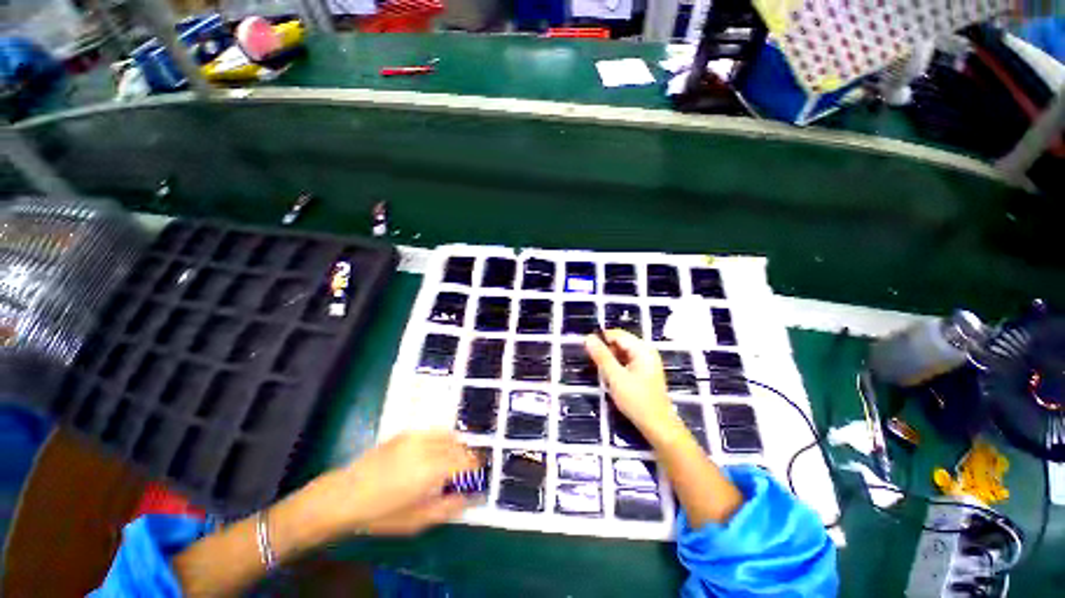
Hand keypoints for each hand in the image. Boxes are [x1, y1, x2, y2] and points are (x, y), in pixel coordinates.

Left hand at [301, 431, 479, 537]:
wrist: (345, 495)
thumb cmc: (381, 514)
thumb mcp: (417, 520)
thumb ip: (448, 507)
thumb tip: (471, 496)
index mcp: (433, 469)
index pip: (467, 461)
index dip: (476, 468)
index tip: (477, 477)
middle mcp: (429, 447)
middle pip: (460, 446)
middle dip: (467, 458)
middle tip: (463, 474)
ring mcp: (417, 436)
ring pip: (449, 436)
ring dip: (456, 447)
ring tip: (449, 463)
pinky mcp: (407, 432)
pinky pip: (434, 432)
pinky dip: (442, 439)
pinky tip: (434, 453)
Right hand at [585, 329, 678, 437]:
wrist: (658, 426)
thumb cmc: (637, 401)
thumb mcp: (615, 377)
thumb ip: (601, 356)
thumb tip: (588, 338)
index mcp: (642, 349)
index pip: (617, 334)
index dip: (601, 339)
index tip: (587, 350)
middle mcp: (646, 352)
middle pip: (620, 343)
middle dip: (606, 352)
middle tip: (596, 367)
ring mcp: (646, 362)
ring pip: (621, 353)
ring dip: (610, 361)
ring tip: (605, 376)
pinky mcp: (644, 372)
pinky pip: (626, 362)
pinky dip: (617, 368)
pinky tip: (613, 380)